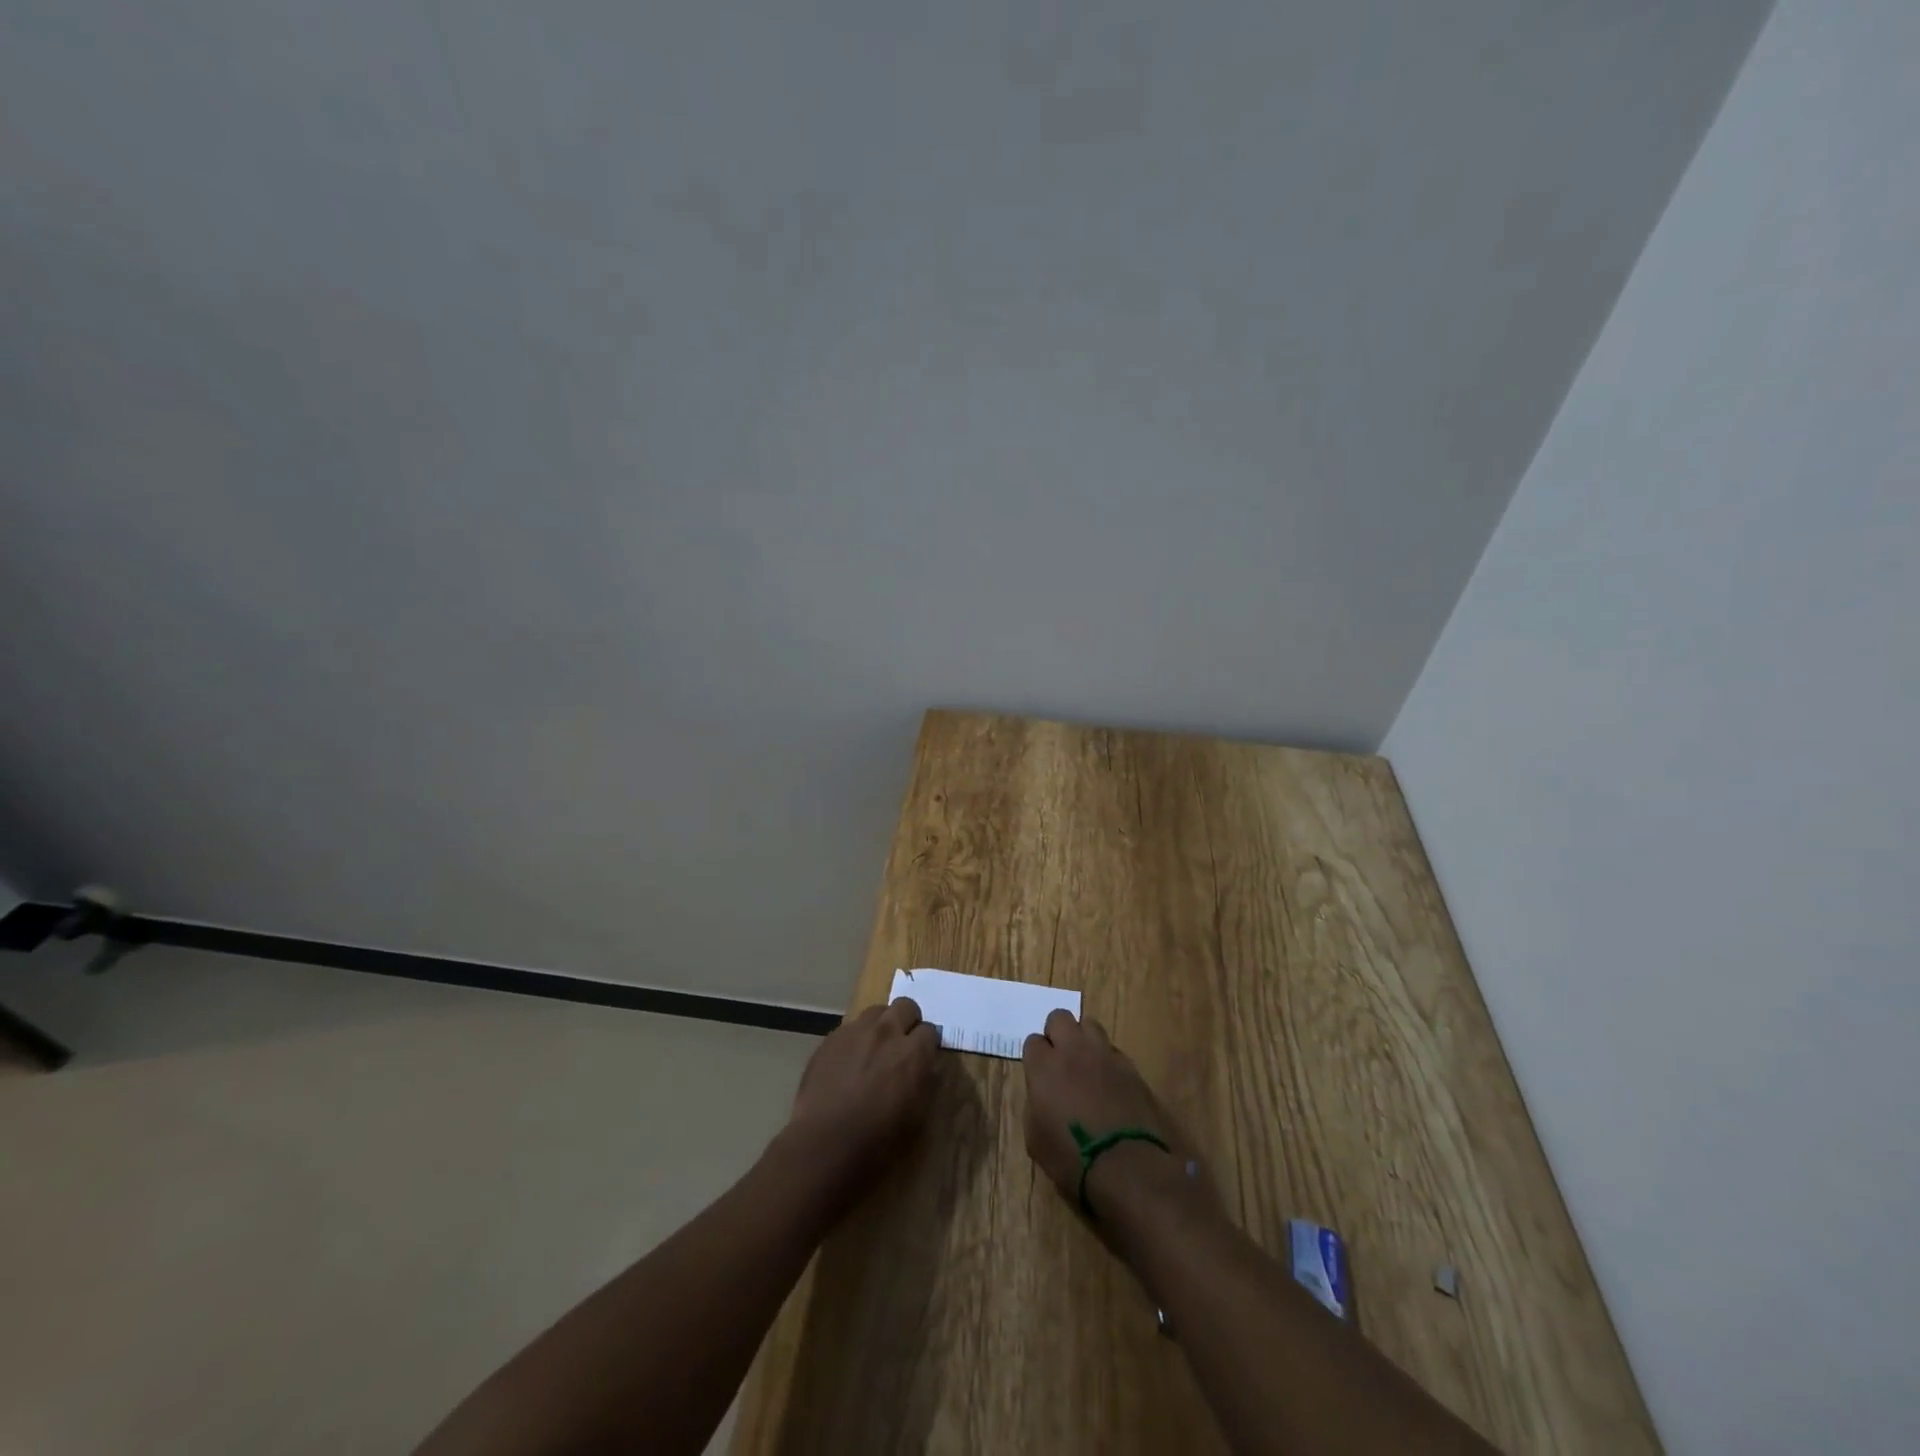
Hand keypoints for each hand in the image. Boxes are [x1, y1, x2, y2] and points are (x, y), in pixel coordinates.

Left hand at [785, 997, 940, 1192]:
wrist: (824, 1144)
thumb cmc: (877, 1141)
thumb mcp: (917, 1117)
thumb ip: (925, 1082)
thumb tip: (927, 1067)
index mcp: (913, 1052)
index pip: (930, 1031)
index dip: (927, 1045)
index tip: (923, 1058)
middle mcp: (886, 1032)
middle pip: (905, 1006)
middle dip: (908, 1021)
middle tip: (902, 1044)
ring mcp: (856, 1031)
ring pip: (876, 1012)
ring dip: (881, 1026)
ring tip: (874, 1050)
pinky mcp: (831, 1039)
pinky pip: (849, 1029)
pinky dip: (855, 1040)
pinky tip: (848, 1063)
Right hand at [1021, 1009, 1206, 1220]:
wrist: (1127, 1166)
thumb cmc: (1072, 1158)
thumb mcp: (1036, 1139)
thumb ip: (1035, 1104)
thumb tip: (1042, 1094)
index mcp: (1044, 1066)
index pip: (1032, 1041)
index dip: (1035, 1057)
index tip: (1039, 1075)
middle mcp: (1073, 1050)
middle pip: (1060, 1017)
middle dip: (1057, 1034)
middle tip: (1060, 1060)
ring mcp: (1104, 1055)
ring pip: (1089, 1025)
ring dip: (1083, 1040)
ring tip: (1085, 1066)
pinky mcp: (1130, 1066)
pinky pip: (1112, 1050)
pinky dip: (1106, 1060)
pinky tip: (1109, 1084)